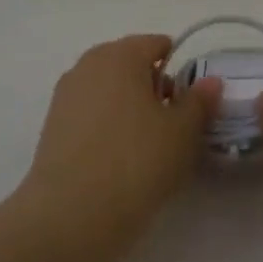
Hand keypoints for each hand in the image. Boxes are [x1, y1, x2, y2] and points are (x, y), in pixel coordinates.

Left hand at [18, 34, 221, 261]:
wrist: (70, 217)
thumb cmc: (136, 162)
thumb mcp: (182, 132)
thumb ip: (199, 101)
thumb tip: (210, 80)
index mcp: (121, 54)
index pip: (156, 44)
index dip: (179, 68)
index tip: (191, 100)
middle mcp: (88, 65)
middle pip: (130, 65)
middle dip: (153, 87)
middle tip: (173, 124)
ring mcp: (65, 96)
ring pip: (109, 91)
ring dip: (130, 108)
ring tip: (148, 146)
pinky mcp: (52, 127)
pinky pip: (90, 114)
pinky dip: (108, 126)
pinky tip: (119, 159)